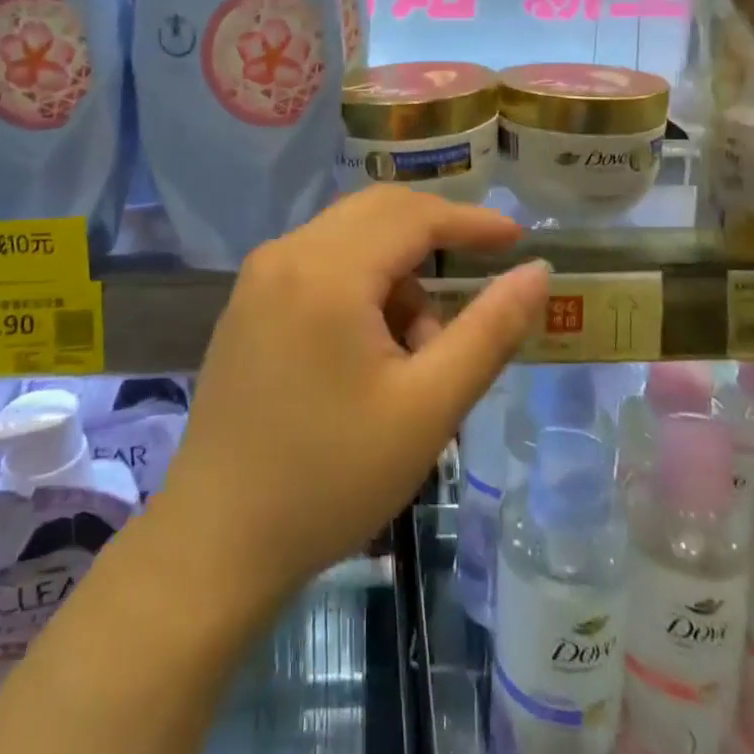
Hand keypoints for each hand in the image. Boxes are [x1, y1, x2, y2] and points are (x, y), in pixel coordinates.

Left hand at [157, 188, 548, 603]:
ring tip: (416, 350)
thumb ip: (489, 331)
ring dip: (397, 272)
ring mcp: (259, 275)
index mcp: (327, 270)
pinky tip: (370, 349)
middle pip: (378, 212)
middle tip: (480, 276)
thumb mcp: (428, 408)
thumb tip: (537, 271)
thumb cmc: (331, 478)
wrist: (217, 541)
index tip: (517, 237)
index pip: (414, 215)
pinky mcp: (248, 301)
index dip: (471, 221)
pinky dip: (360, 284)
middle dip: (434, 238)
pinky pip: (320, 262)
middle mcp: (286, 253)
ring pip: (350, 238)